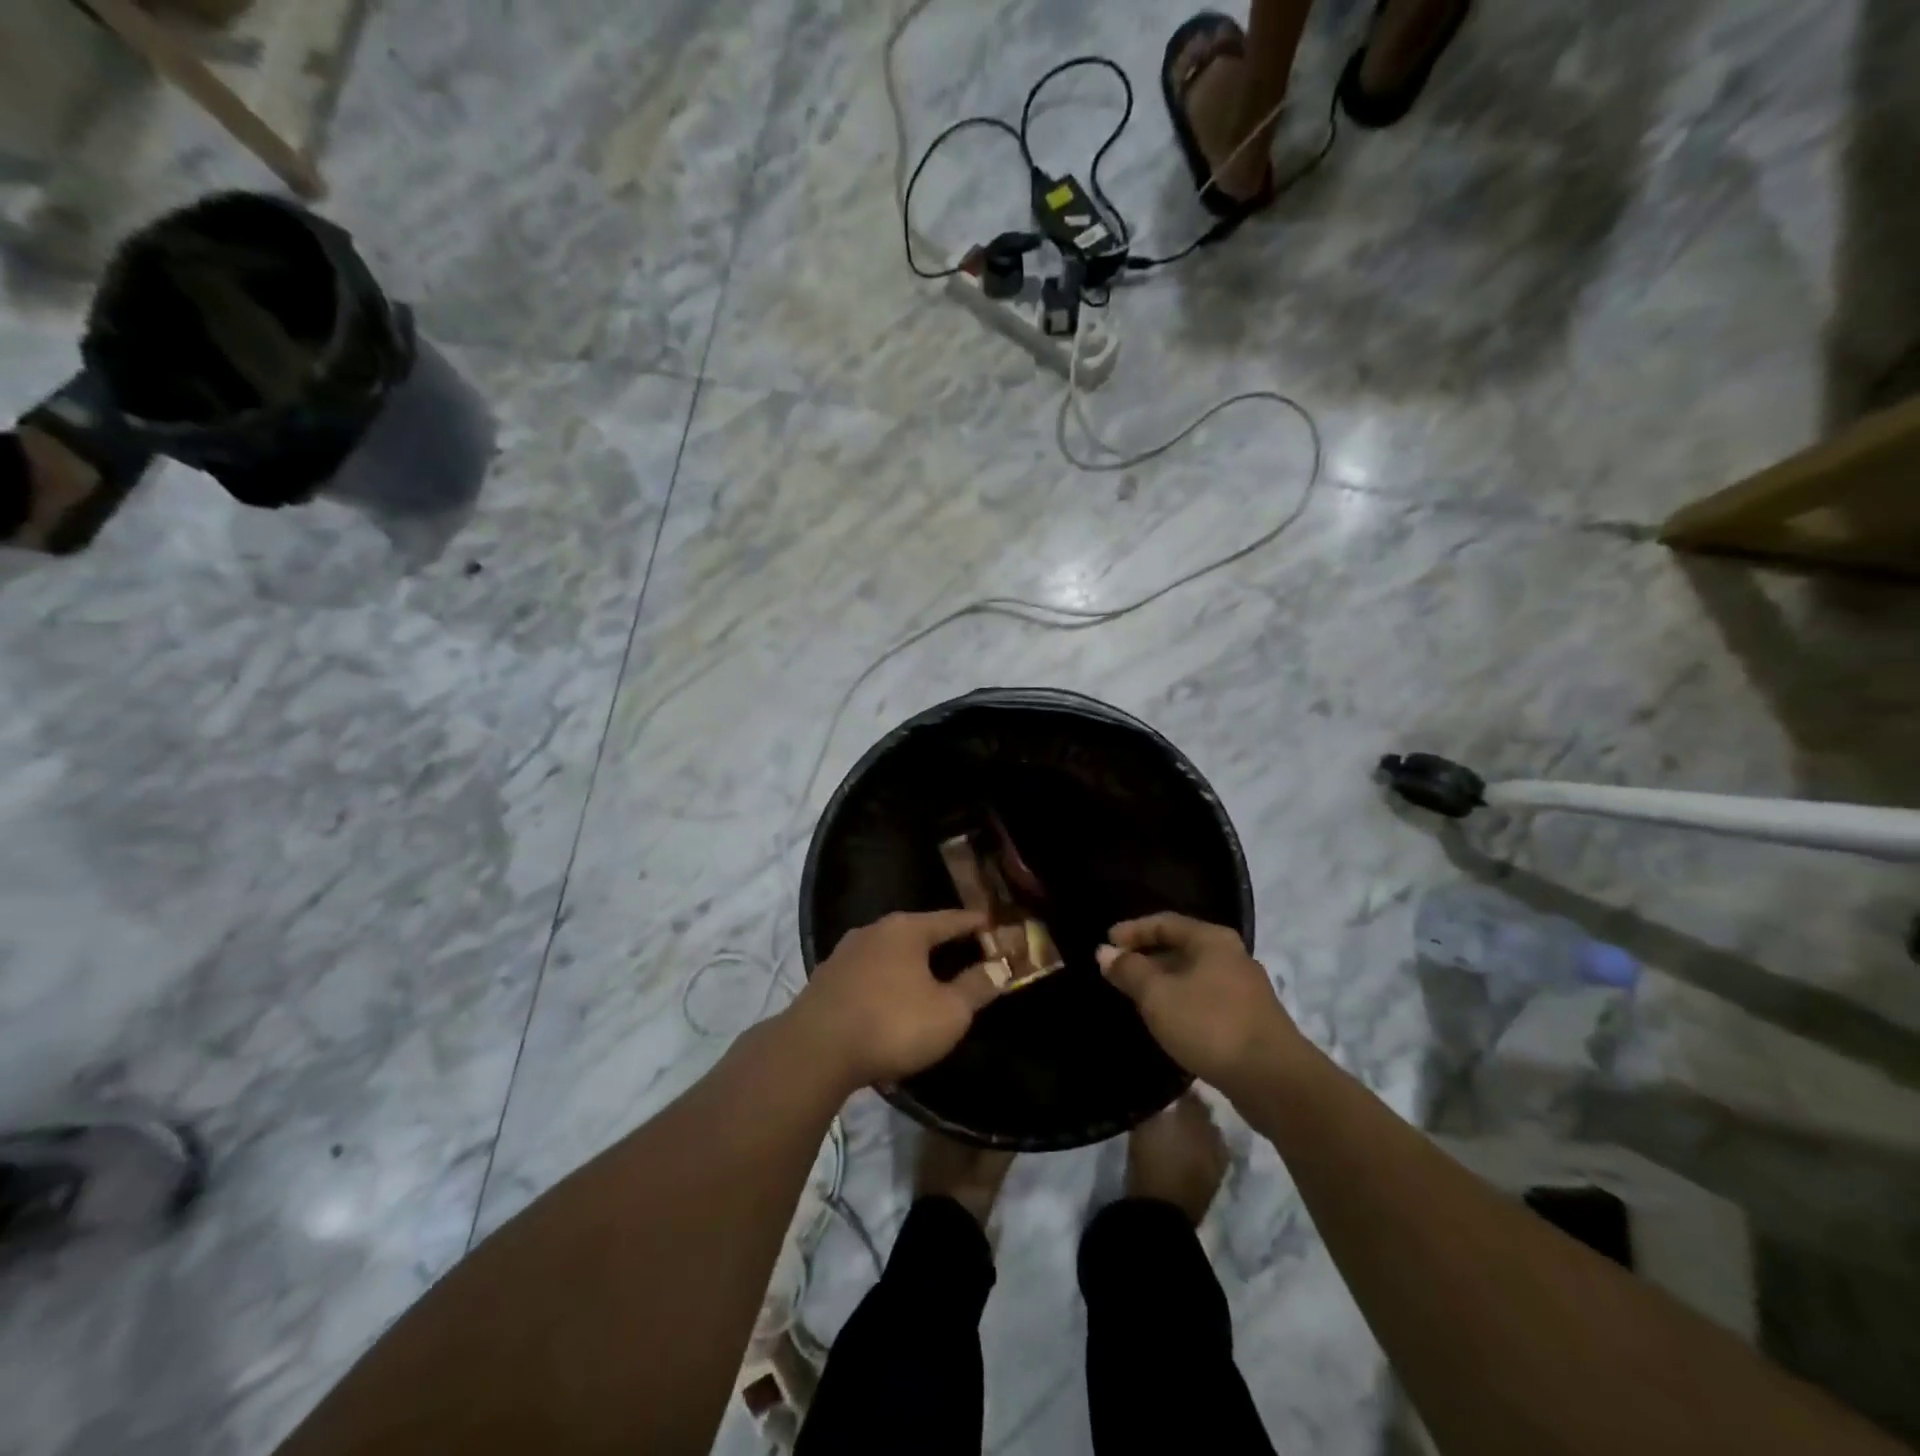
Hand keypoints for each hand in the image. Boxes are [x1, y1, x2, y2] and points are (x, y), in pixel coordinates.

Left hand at [786, 910, 1001, 1089]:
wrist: (815, 1050)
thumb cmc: (892, 1023)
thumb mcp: (948, 1012)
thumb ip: (976, 987)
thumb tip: (999, 967)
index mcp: (907, 929)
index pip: (951, 919)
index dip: (976, 924)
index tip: (994, 925)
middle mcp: (874, 930)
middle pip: (917, 932)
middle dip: (941, 943)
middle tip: (965, 953)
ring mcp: (845, 953)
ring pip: (889, 952)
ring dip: (910, 964)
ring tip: (928, 977)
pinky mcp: (826, 980)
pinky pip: (868, 972)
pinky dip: (886, 980)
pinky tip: (890, 998)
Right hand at [1097, 913, 1301, 1091]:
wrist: (1274, 1080)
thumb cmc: (1210, 1025)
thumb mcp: (1158, 995)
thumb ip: (1130, 970)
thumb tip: (1105, 952)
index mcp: (1212, 939)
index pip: (1164, 922)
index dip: (1133, 931)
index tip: (1106, 943)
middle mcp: (1232, 956)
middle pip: (1181, 946)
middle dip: (1147, 956)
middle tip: (1117, 970)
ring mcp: (1244, 989)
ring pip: (1193, 975)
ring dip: (1163, 981)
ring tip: (1136, 995)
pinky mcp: (1249, 1019)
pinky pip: (1205, 999)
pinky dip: (1181, 1001)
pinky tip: (1167, 1020)